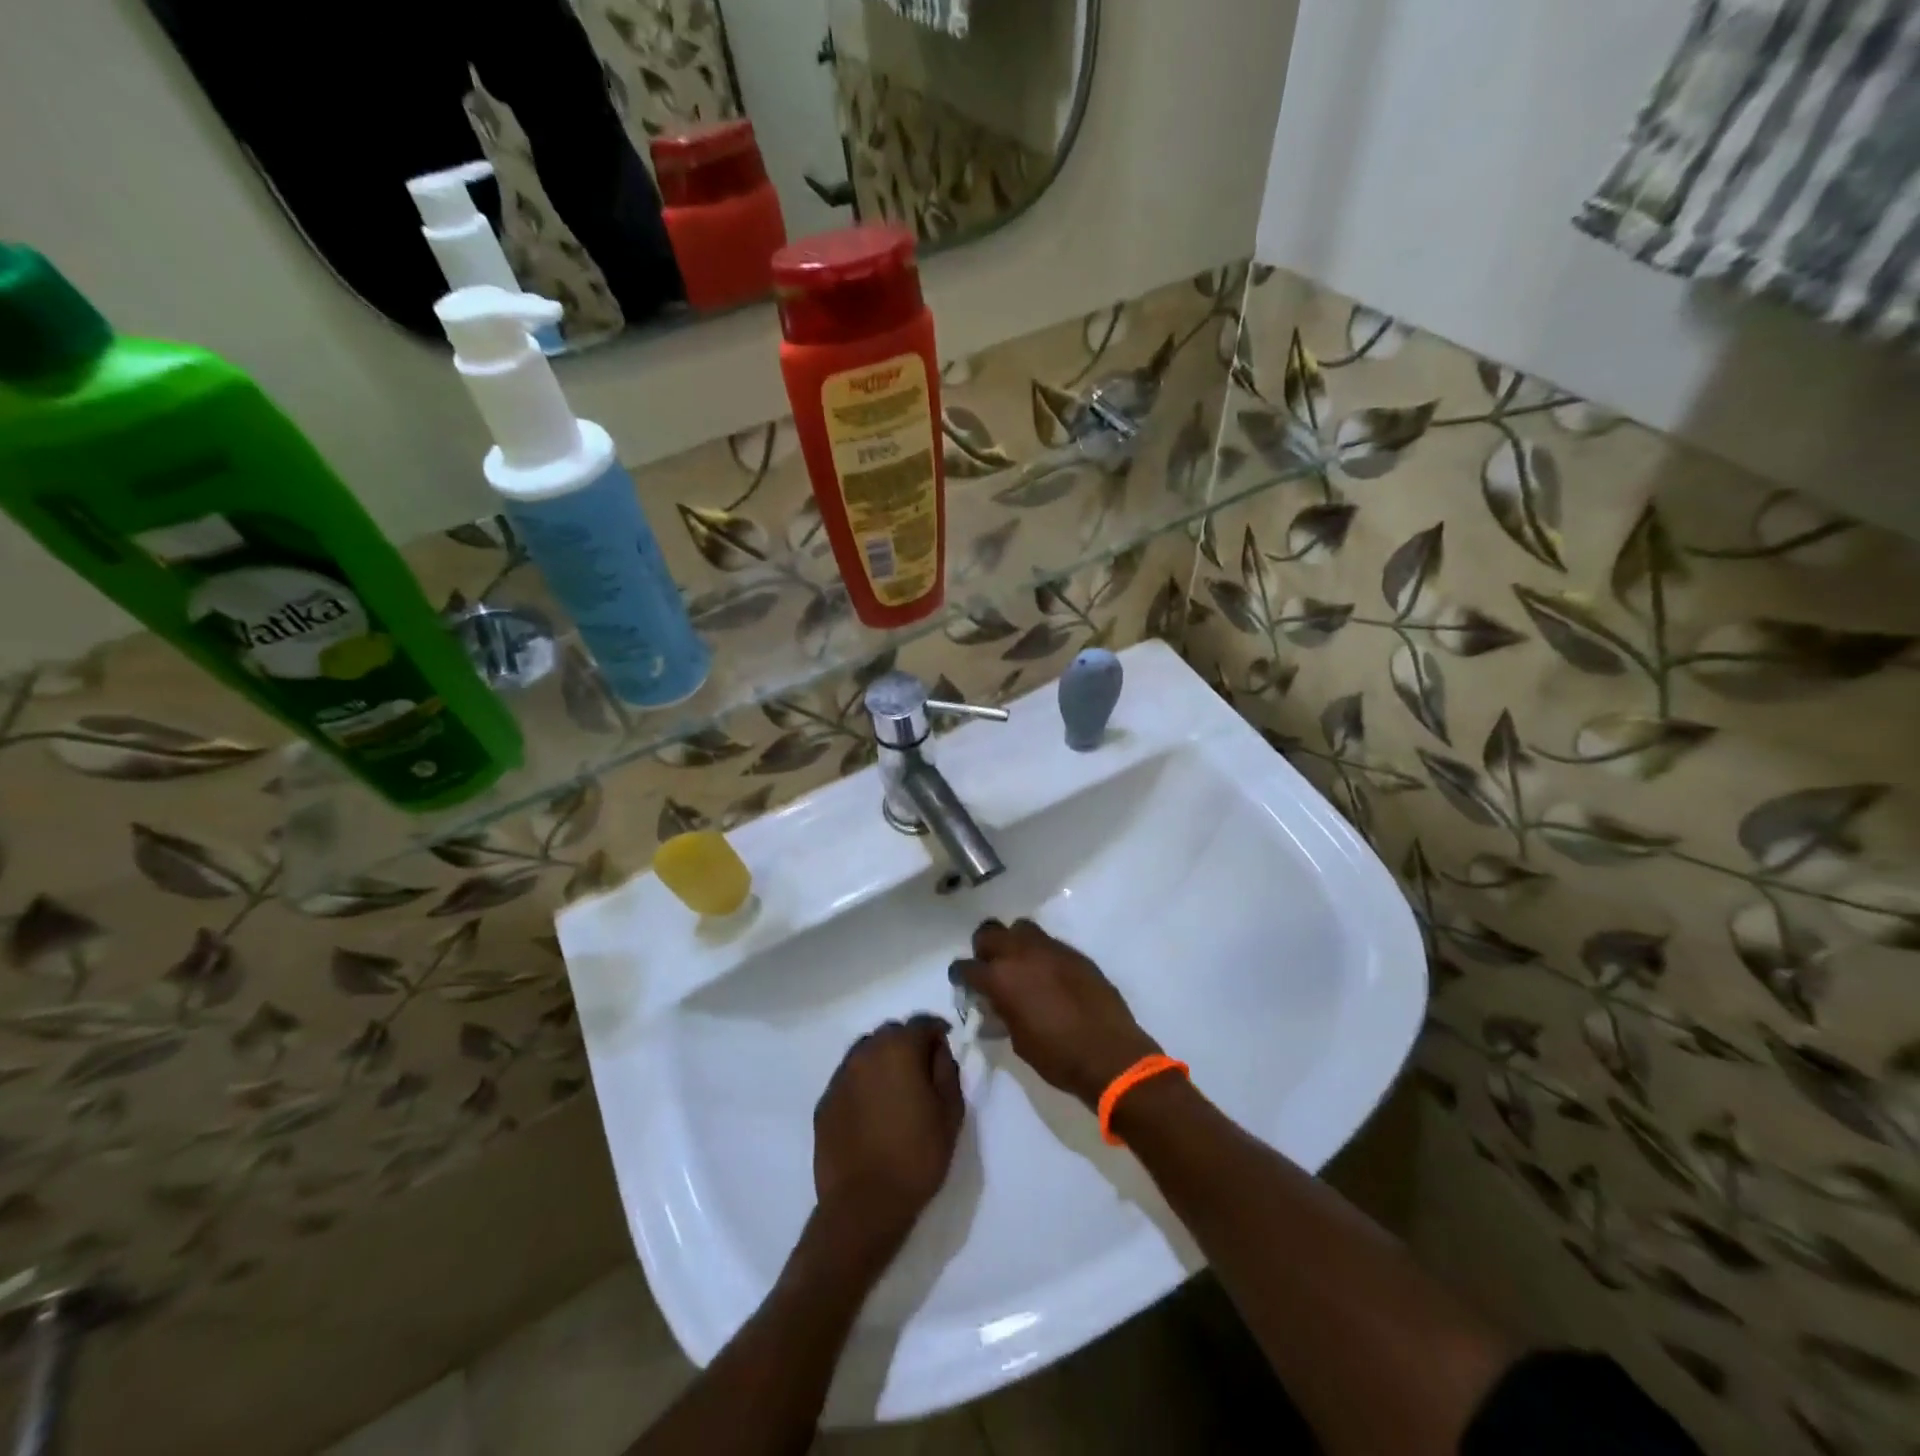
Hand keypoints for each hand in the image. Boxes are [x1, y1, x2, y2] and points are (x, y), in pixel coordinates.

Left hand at [812, 1015, 964, 1261]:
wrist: (863, 1205)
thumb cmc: (916, 1156)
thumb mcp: (950, 1113)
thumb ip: (947, 1071)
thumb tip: (938, 1052)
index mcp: (898, 1049)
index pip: (922, 1023)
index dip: (937, 1032)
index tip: (946, 1048)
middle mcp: (865, 1052)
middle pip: (891, 1033)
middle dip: (908, 1043)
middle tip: (923, 1071)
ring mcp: (840, 1076)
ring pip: (866, 1053)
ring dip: (883, 1061)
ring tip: (896, 1090)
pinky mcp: (825, 1102)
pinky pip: (849, 1079)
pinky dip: (864, 1084)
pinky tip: (873, 1111)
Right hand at [951, 919, 1160, 1108]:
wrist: (1110, 1055)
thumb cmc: (1057, 1057)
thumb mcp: (1018, 1040)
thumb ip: (1002, 1012)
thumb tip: (996, 1003)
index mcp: (1001, 978)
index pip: (967, 966)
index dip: (961, 975)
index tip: (963, 982)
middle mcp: (1022, 954)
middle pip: (989, 932)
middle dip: (984, 948)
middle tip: (990, 967)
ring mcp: (1051, 949)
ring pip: (1021, 928)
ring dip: (1014, 942)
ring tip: (1020, 964)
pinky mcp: (1075, 953)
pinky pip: (1049, 943)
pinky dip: (1041, 953)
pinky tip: (1048, 975)